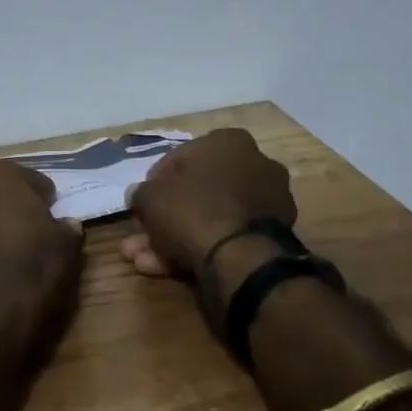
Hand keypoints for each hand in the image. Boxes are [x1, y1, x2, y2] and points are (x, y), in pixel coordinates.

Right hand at [120, 128, 298, 278]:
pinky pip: (227, 236)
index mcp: (228, 142)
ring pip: (209, 218)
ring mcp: (267, 202)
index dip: (155, 183)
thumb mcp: (149, 197)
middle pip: (197, 192)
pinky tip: (167, 268)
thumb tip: (141, 196)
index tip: (142, 203)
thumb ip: (142, 193)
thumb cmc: (192, 210)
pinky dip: (200, 249)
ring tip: (145, 261)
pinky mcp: (272, 235)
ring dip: (175, 239)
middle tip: (139, 238)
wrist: (239, 258)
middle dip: (164, 218)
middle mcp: (255, 164)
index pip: (180, 158)